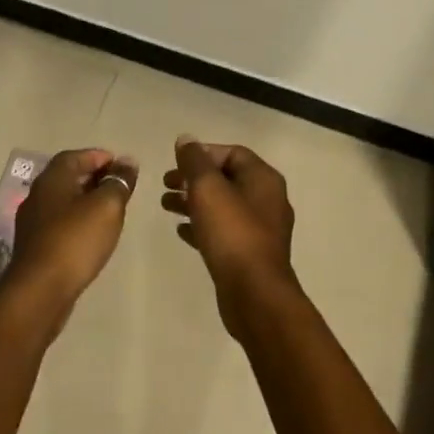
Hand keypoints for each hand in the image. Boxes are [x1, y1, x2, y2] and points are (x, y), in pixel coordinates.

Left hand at [2, 149, 138, 321]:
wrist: (40, 291)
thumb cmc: (75, 241)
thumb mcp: (106, 207)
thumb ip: (118, 182)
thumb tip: (127, 161)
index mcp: (52, 179)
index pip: (76, 156)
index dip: (100, 157)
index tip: (122, 167)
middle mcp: (38, 195)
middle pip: (68, 177)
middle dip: (94, 178)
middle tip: (120, 187)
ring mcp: (33, 222)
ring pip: (63, 202)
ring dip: (86, 201)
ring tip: (111, 211)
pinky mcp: (35, 246)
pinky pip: (59, 223)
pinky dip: (77, 221)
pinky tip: (92, 235)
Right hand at [162, 137, 300, 335]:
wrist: (254, 294)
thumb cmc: (232, 233)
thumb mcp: (207, 189)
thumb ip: (194, 161)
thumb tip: (186, 140)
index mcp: (264, 179)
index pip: (232, 153)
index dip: (202, 154)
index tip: (176, 164)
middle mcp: (267, 200)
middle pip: (226, 178)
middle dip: (194, 178)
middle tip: (165, 184)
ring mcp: (261, 229)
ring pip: (223, 205)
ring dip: (194, 201)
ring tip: (166, 205)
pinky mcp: (250, 253)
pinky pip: (224, 230)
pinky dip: (202, 225)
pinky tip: (181, 231)